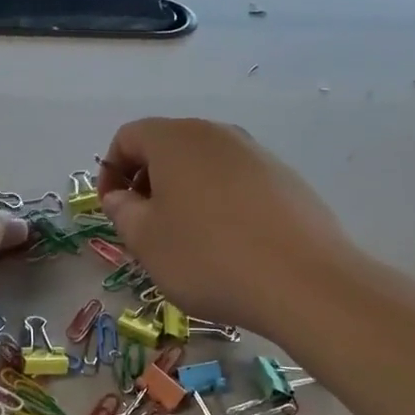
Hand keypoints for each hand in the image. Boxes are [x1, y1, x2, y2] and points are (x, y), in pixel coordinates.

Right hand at [97, 118, 354, 339]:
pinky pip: (236, 181)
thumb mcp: (145, 240)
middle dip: (147, 182)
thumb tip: (121, 196)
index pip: (127, 137)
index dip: (111, 171)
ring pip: (203, 164)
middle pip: (167, 146)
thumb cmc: (208, 257)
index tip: (113, 210)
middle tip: (144, 226)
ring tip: (187, 239)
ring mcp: (255, 152)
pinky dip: (219, 202)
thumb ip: (121, 210)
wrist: (303, 281)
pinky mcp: (285, 178)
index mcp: (175, 139)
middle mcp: (216, 133)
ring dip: (183, 192)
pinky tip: (228, 243)